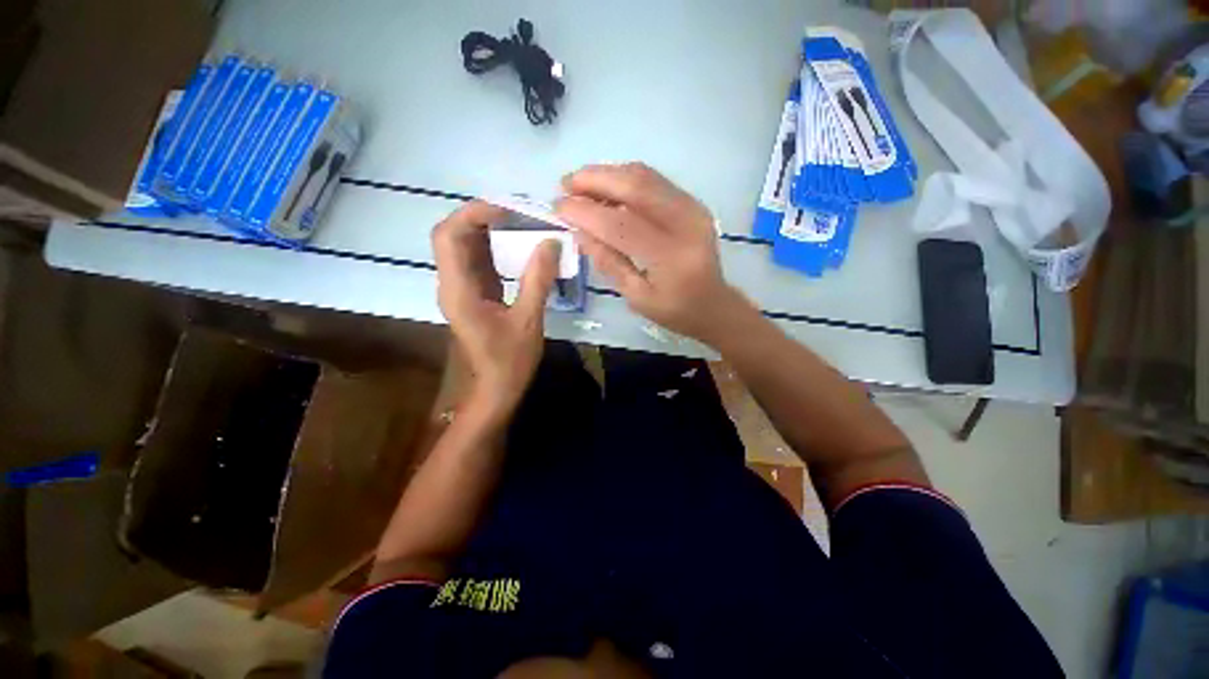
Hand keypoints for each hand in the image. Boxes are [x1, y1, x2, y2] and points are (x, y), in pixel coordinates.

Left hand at [432, 201, 560, 413]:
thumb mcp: (528, 321)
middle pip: (454, 236)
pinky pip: (480, 262)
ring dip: (491, 231)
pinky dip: (497, 248)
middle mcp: (452, 284)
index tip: (509, 208)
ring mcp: (462, 289)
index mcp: (459, 290)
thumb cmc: (509, 362)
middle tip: (520, 213)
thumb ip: (538, 280)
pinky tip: (520, 247)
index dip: (474, 213)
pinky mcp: (474, 295)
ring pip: (467, 247)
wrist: (494, 391)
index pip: (450, 236)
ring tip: (524, 223)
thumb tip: (551, 242)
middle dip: (484, 217)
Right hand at [556, 163, 754, 342]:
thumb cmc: (674, 310)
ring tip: (581, 184)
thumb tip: (578, 231)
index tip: (558, 207)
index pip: (620, 224)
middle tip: (565, 184)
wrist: (714, 304)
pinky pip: (654, 180)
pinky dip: (625, 178)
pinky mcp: (693, 202)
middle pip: (635, 186)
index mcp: (670, 257)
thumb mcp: (636, 297)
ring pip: (644, 176)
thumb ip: (608, 262)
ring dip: (608, 174)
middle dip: (594, 179)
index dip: (585, 212)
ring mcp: (693, 208)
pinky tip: (607, 189)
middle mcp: (686, 223)